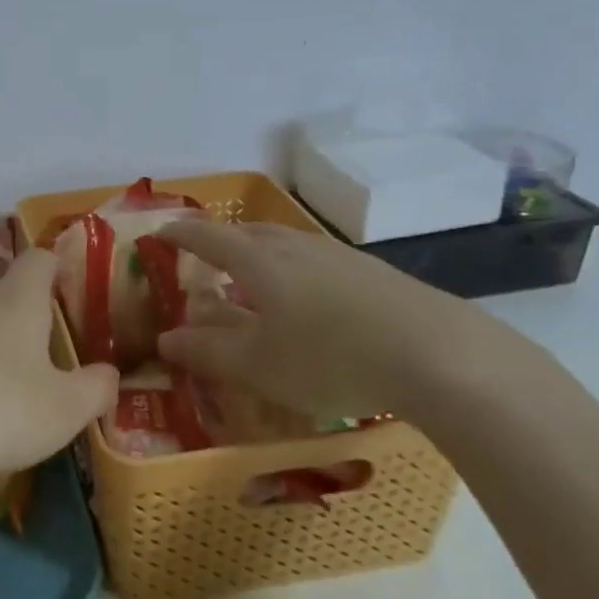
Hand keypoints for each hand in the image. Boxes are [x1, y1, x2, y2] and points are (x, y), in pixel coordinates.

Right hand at [156, 219, 513, 425]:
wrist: (439, 354)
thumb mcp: (259, 366)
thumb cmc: (331, 358)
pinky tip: (310, 299)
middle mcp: (296, 248)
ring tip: (255, 278)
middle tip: (206, 257)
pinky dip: (295, 270)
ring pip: (286, 244)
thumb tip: (165, 340)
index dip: (181, 234)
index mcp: (260, 262)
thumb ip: (207, 352)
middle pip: (248, 233)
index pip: (209, 238)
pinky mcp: (374, 273)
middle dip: (221, 241)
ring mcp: (339, 257)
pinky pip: (317, 260)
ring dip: (261, 254)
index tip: (160, 233)